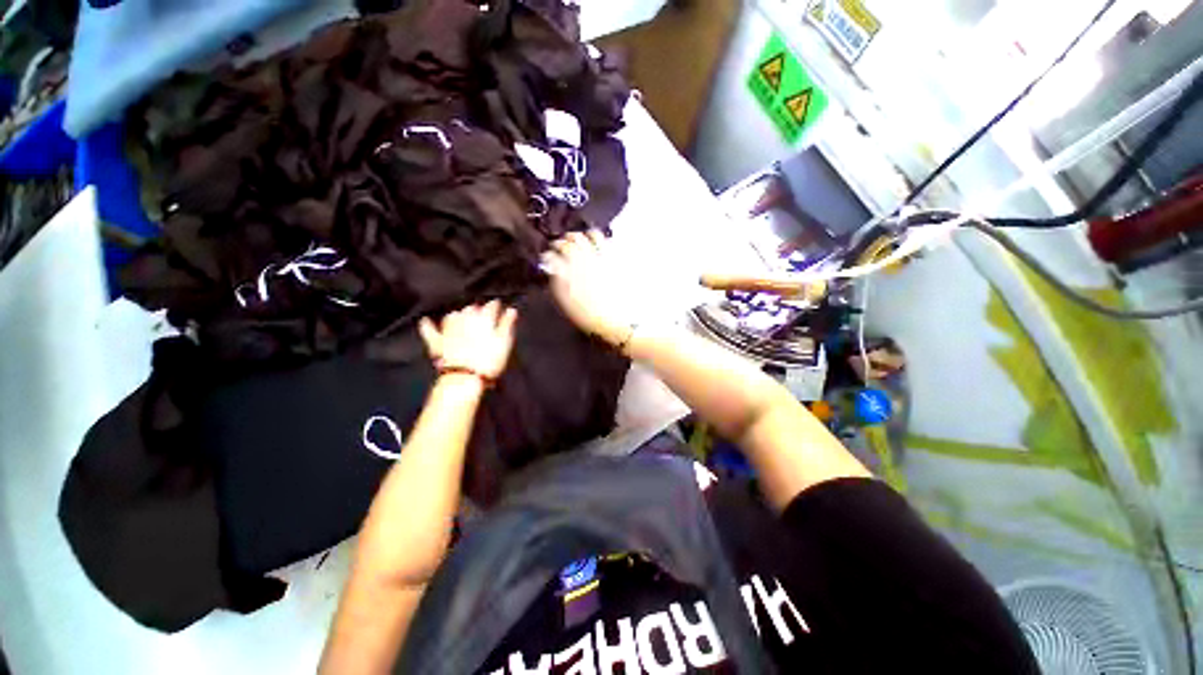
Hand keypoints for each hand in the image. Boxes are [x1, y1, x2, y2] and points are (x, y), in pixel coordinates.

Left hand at [419, 301, 517, 379]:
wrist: (466, 376)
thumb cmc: (490, 360)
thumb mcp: (504, 342)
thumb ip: (507, 324)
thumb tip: (512, 310)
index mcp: (483, 319)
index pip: (490, 307)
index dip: (494, 305)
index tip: (497, 304)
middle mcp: (465, 320)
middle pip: (471, 309)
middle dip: (476, 309)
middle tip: (481, 312)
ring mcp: (449, 330)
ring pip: (453, 316)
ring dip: (459, 314)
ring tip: (463, 316)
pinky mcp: (437, 342)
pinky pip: (430, 331)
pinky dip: (428, 326)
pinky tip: (425, 321)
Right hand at [541, 231, 633, 346]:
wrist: (614, 320)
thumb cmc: (588, 315)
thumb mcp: (566, 301)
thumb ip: (558, 281)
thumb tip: (553, 268)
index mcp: (565, 273)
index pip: (551, 256)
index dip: (549, 255)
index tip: (549, 257)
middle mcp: (580, 260)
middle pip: (568, 241)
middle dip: (562, 242)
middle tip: (562, 245)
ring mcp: (598, 256)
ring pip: (586, 235)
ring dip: (580, 236)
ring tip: (580, 240)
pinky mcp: (612, 257)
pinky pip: (603, 239)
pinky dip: (597, 237)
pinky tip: (596, 242)